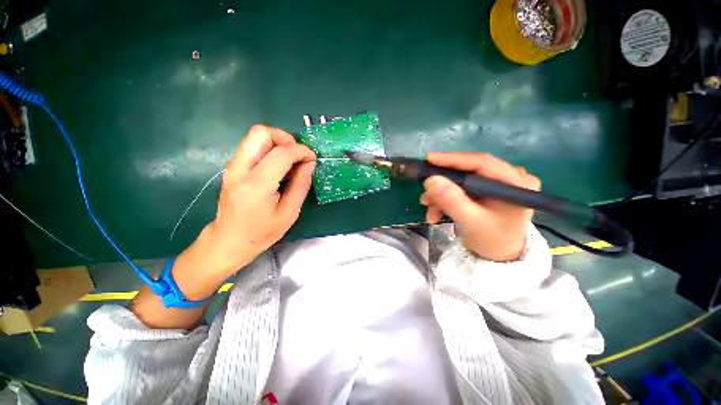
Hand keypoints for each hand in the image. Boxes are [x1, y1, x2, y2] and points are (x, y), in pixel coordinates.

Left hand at [203, 125, 316, 273]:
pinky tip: (279, 166)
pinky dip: (270, 149)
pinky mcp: (232, 167)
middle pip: (261, 133)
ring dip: (278, 142)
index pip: (281, 153)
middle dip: (285, 138)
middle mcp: (240, 170)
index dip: (301, 151)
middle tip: (298, 155)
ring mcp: (232, 167)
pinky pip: (252, 147)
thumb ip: (301, 185)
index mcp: (256, 186)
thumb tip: (309, 163)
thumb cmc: (262, 232)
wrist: (228, 241)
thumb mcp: (289, 213)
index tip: (312, 158)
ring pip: (255, 136)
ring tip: (291, 161)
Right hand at [420, 152, 539, 261]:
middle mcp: (509, 177)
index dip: (453, 159)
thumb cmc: (492, 241)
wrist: (500, 257)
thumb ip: (451, 201)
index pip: (482, 162)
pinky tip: (436, 212)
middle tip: (425, 193)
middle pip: (468, 172)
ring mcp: (496, 183)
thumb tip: (430, 180)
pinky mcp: (486, 190)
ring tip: (428, 209)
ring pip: (461, 182)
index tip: (429, 159)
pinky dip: (446, 200)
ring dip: (441, 195)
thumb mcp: (470, 222)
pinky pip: (461, 189)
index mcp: (516, 183)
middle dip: (443, 184)